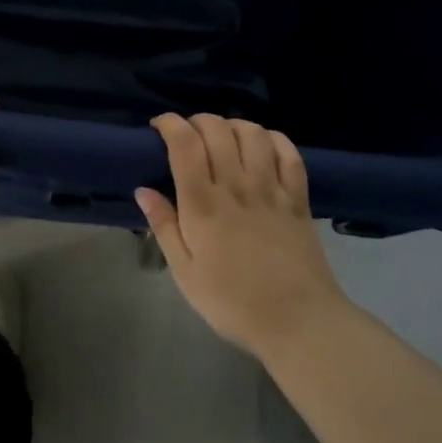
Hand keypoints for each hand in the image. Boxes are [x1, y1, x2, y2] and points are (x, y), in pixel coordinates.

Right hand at [136, 114, 340, 358]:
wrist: (298, 322)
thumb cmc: (232, 302)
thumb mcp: (185, 273)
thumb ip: (164, 227)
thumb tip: (143, 190)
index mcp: (203, 205)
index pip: (185, 144)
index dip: (170, 124)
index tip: (159, 126)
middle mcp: (236, 187)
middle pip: (217, 130)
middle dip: (198, 120)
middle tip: (188, 134)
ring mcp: (271, 190)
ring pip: (253, 134)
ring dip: (233, 125)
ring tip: (223, 136)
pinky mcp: (298, 199)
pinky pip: (289, 153)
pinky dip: (273, 139)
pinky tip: (262, 144)